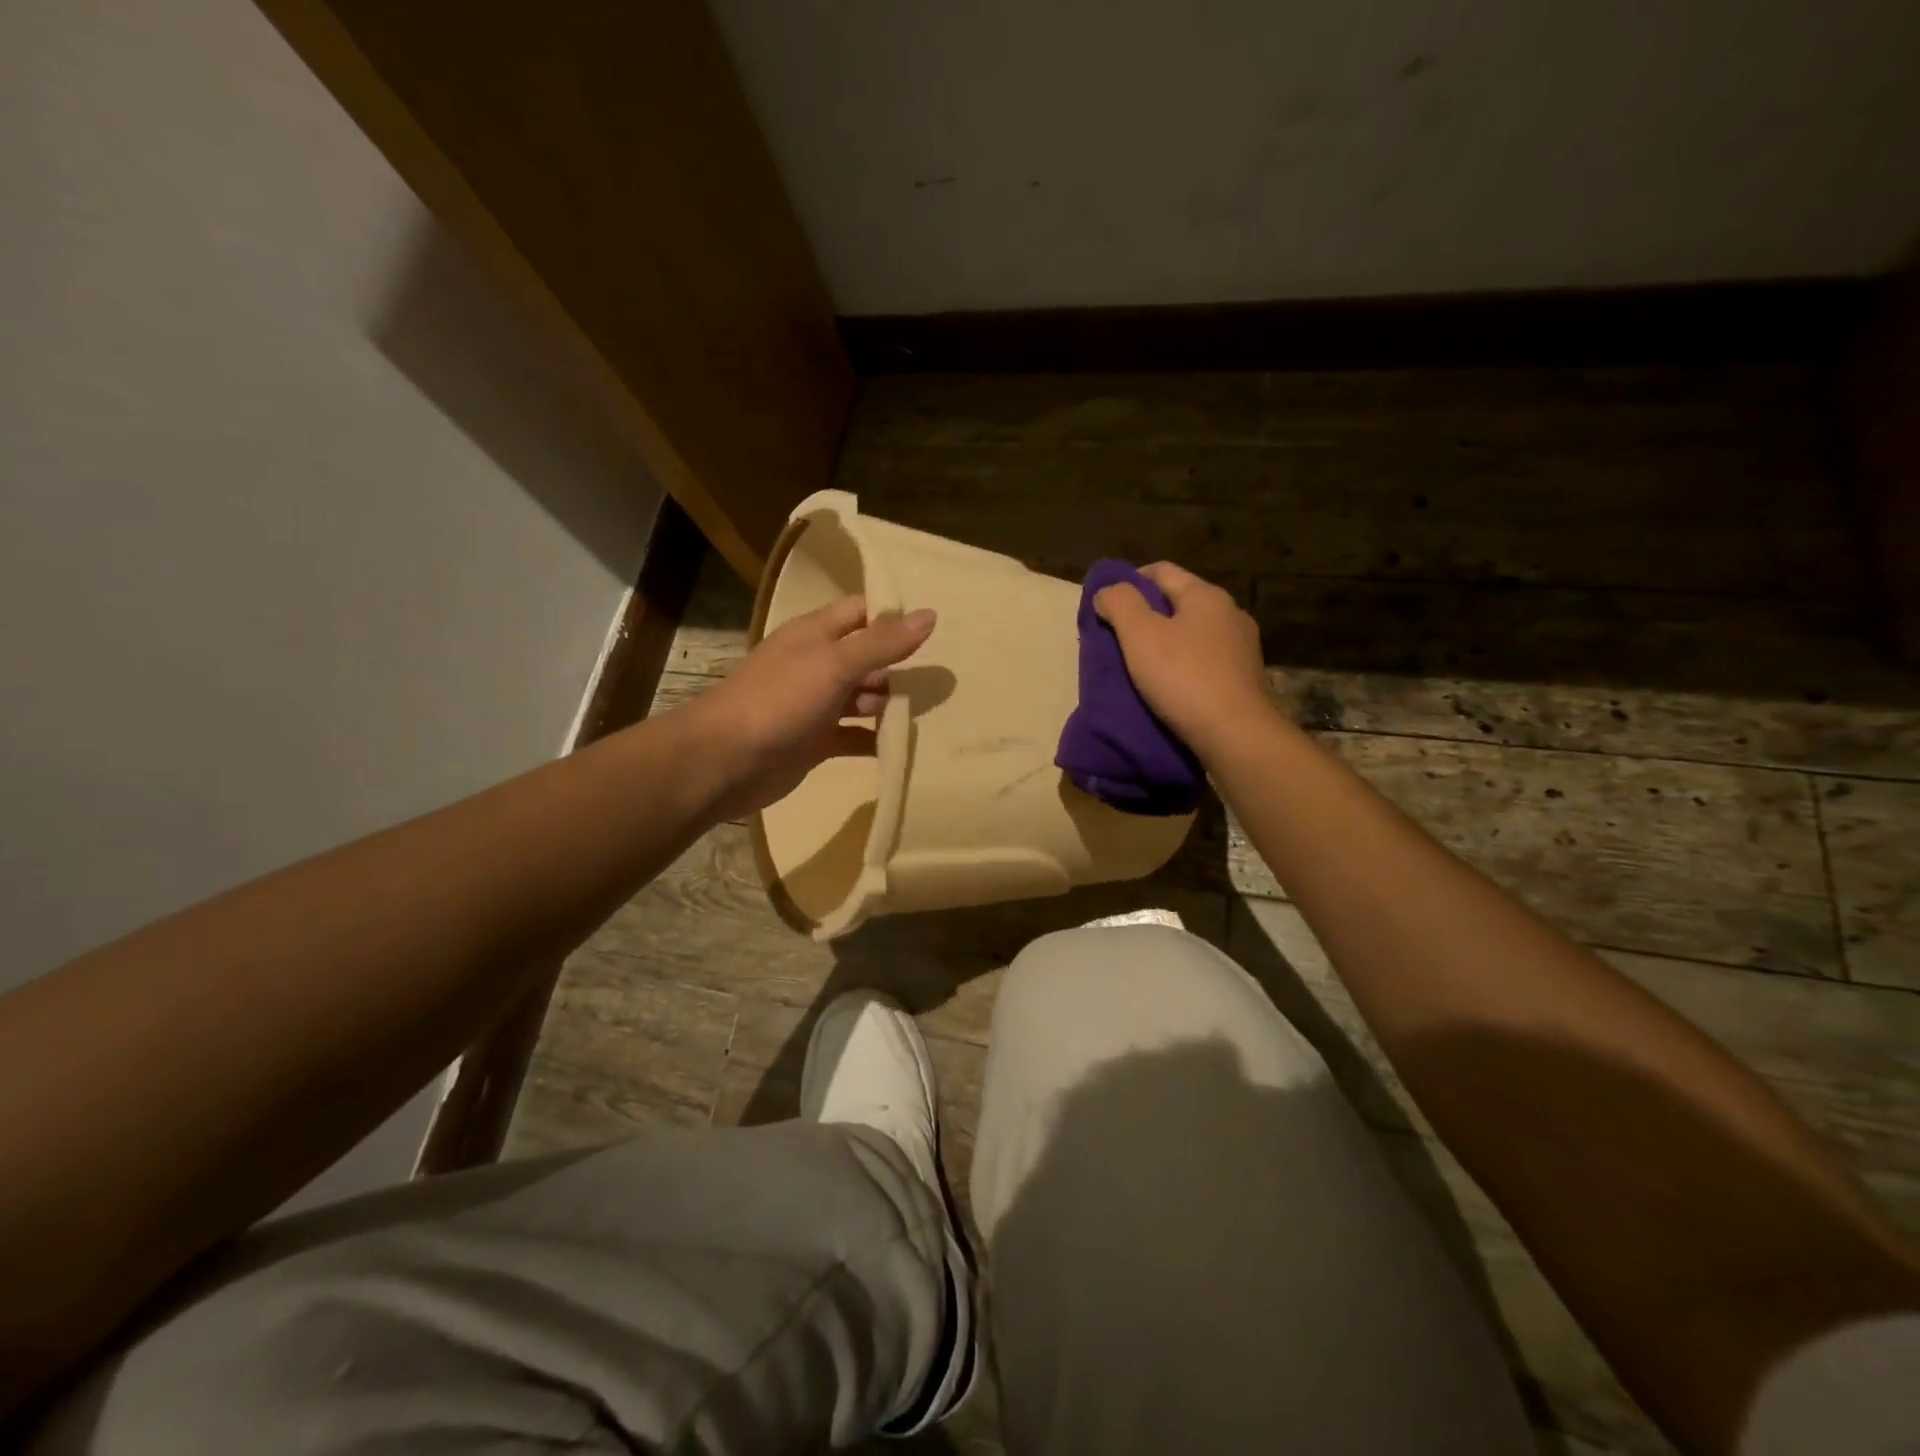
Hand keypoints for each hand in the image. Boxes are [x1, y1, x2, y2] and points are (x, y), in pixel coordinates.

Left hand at [686, 596, 935, 819]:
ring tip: (936, 712)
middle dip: (901, 667)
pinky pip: (856, 736)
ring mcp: (816, 705)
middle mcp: (817, 665)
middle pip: (868, 658)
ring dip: (892, 705)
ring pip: (864, 698)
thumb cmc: (779, 701)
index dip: (896, 617)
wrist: (724, 761)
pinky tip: (906, 745)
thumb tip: (930, 614)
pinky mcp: (816, 741)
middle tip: (946, 679)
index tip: (940, 628)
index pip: (863, 613)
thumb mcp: (834, 664)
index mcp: (816, 634)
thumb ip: (882, 642)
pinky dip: (877, 740)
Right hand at [1094, 561, 1272, 758]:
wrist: (1236, 735)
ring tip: (1139, 665)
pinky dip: (1183, 666)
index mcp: (1206, 595)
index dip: (1129, 581)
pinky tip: (1168, 686)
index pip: (1161, 571)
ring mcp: (1242, 648)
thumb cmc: (1183, 677)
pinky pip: (1205, 661)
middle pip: (1178, 602)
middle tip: (1117, 638)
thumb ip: (1120, 604)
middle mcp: (1230, 613)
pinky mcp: (1244, 679)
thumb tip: (1107, 591)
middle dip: (1146, 615)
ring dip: (1165, 643)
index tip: (1106, 605)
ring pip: (1192, 633)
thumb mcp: (1140, 634)